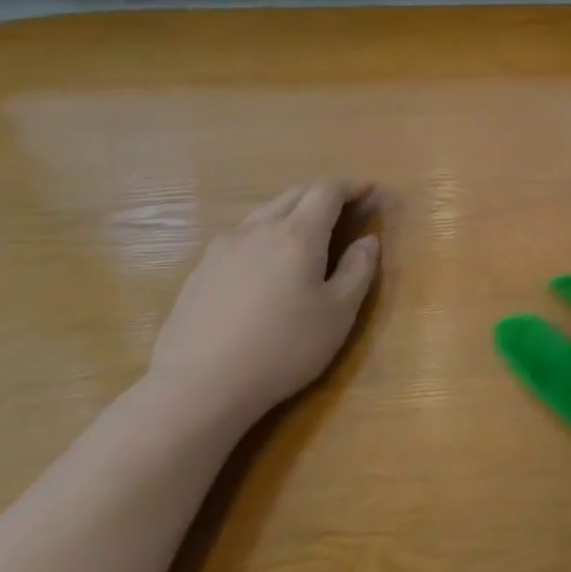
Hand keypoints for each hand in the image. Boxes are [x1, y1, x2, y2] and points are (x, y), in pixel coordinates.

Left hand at [147, 179, 380, 428]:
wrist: (200, 386)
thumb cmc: (284, 347)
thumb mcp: (339, 313)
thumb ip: (359, 270)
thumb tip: (368, 241)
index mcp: (298, 235)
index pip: (327, 191)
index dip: (352, 185)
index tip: (370, 190)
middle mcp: (258, 230)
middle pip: (294, 194)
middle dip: (323, 193)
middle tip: (346, 206)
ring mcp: (222, 249)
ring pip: (263, 213)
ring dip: (292, 211)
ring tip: (308, 231)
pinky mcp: (200, 271)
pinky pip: (241, 236)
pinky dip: (265, 233)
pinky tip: (267, 262)